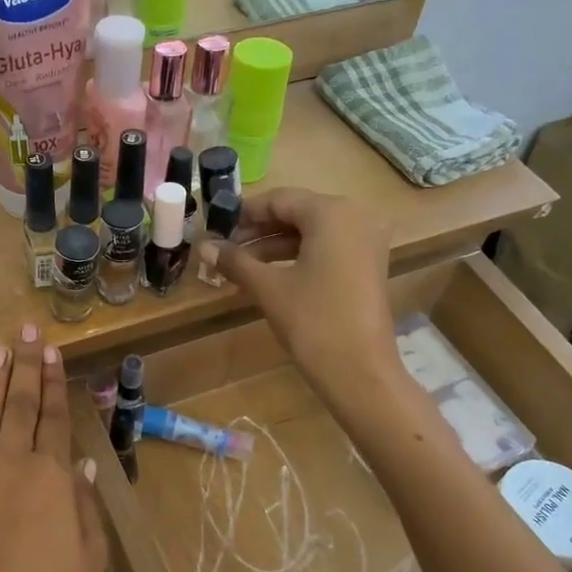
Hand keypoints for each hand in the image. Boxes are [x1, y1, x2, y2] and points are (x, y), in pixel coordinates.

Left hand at [0, 324, 106, 571]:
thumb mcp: (90, 554)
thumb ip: (84, 502)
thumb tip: (81, 463)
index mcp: (52, 476)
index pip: (54, 416)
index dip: (54, 381)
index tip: (51, 350)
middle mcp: (12, 463)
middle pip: (21, 404)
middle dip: (25, 364)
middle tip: (25, 330)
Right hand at [215, 187, 401, 412]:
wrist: (360, 371)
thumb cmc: (312, 321)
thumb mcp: (268, 287)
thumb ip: (235, 261)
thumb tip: (202, 245)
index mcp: (332, 213)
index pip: (279, 199)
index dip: (245, 213)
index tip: (216, 228)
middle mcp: (355, 217)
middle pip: (297, 213)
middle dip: (259, 231)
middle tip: (225, 249)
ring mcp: (366, 242)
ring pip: (311, 232)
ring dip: (275, 246)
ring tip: (240, 265)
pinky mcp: (368, 265)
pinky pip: (327, 248)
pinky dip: (297, 257)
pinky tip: (268, 275)